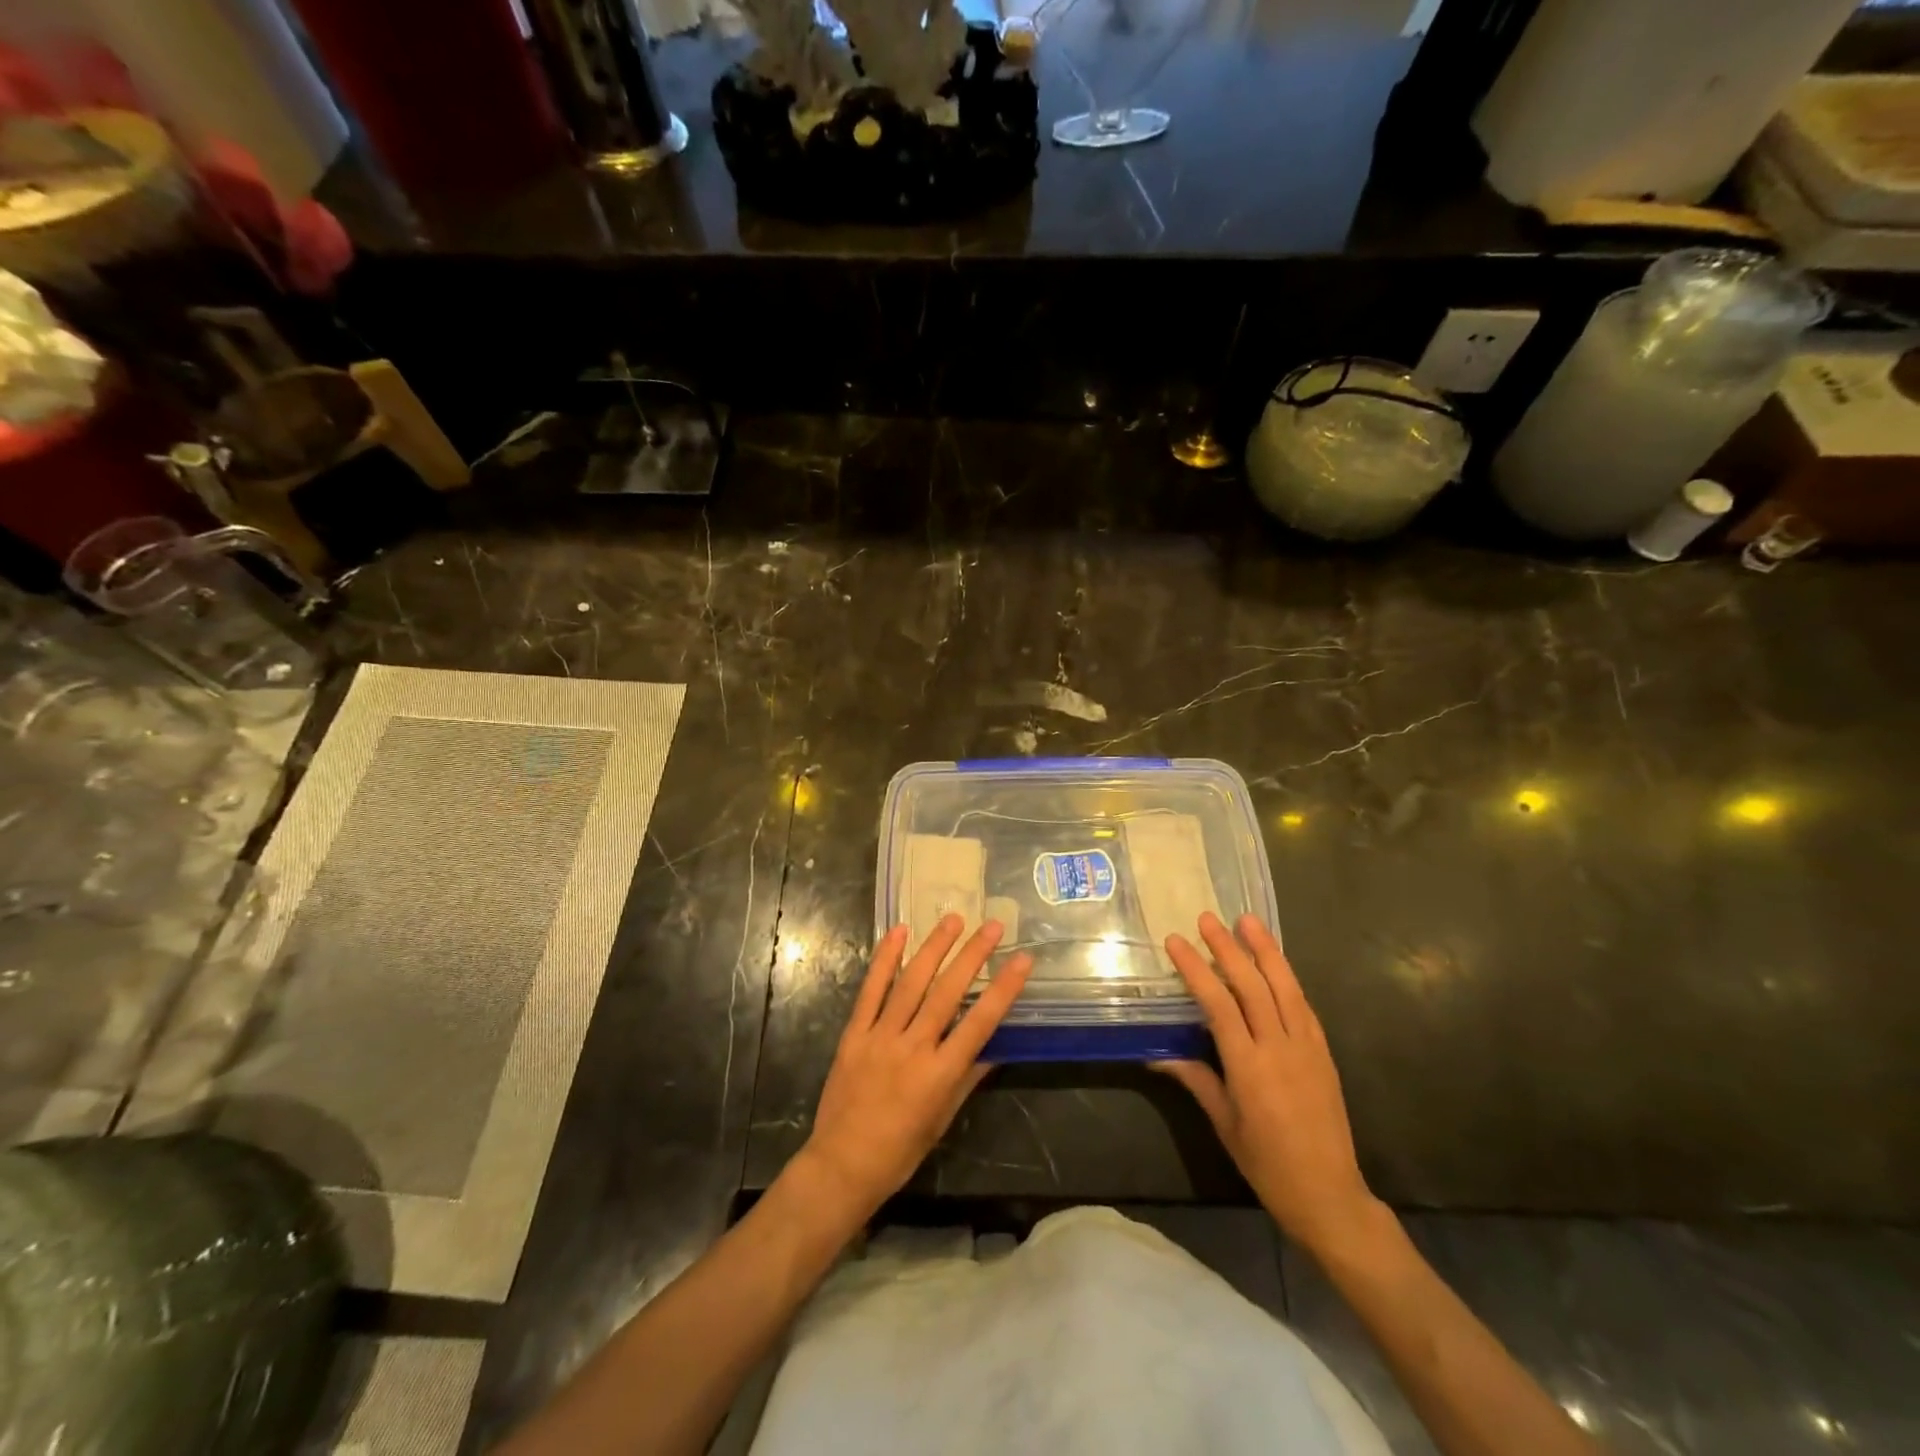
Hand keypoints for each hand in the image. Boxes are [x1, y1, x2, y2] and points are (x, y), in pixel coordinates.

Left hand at [796, 916, 1032, 1223]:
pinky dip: (885, 959)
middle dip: (973, 955)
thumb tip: (996, 1046)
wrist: (841, 1165)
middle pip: (948, 992)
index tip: (1022, 959)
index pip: (980, 1022)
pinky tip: (899, 932)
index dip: (1004, 988)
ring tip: (953, 919)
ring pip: (911, 983)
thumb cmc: (900, 1151)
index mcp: (940, 1074)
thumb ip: (968, 1077)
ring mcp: (880, 1036)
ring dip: (934, 947)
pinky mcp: (854, 1033)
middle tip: (992, 926)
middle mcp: (913, 1048)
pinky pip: (871, 990)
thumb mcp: (943, 1119)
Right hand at [1154, 913, 1377, 1259]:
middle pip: (1252, 986)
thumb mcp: (1223, 1123)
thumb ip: (1195, 1079)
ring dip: (1265, 951)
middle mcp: (1280, 1048)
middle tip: (1207, 918)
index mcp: (1249, 1067)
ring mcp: (1307, 1047)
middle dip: (1228, 948)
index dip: (1197, 969)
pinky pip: (1303, 1005)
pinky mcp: (1324, 1052)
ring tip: (1247, 920)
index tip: (1176, 942)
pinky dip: (1287, 978)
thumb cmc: (1266, 1163)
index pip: (1219, 1004)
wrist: (1328, 1193)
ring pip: (1285, 987)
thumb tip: (1157, 1055)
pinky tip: (1275, 963)